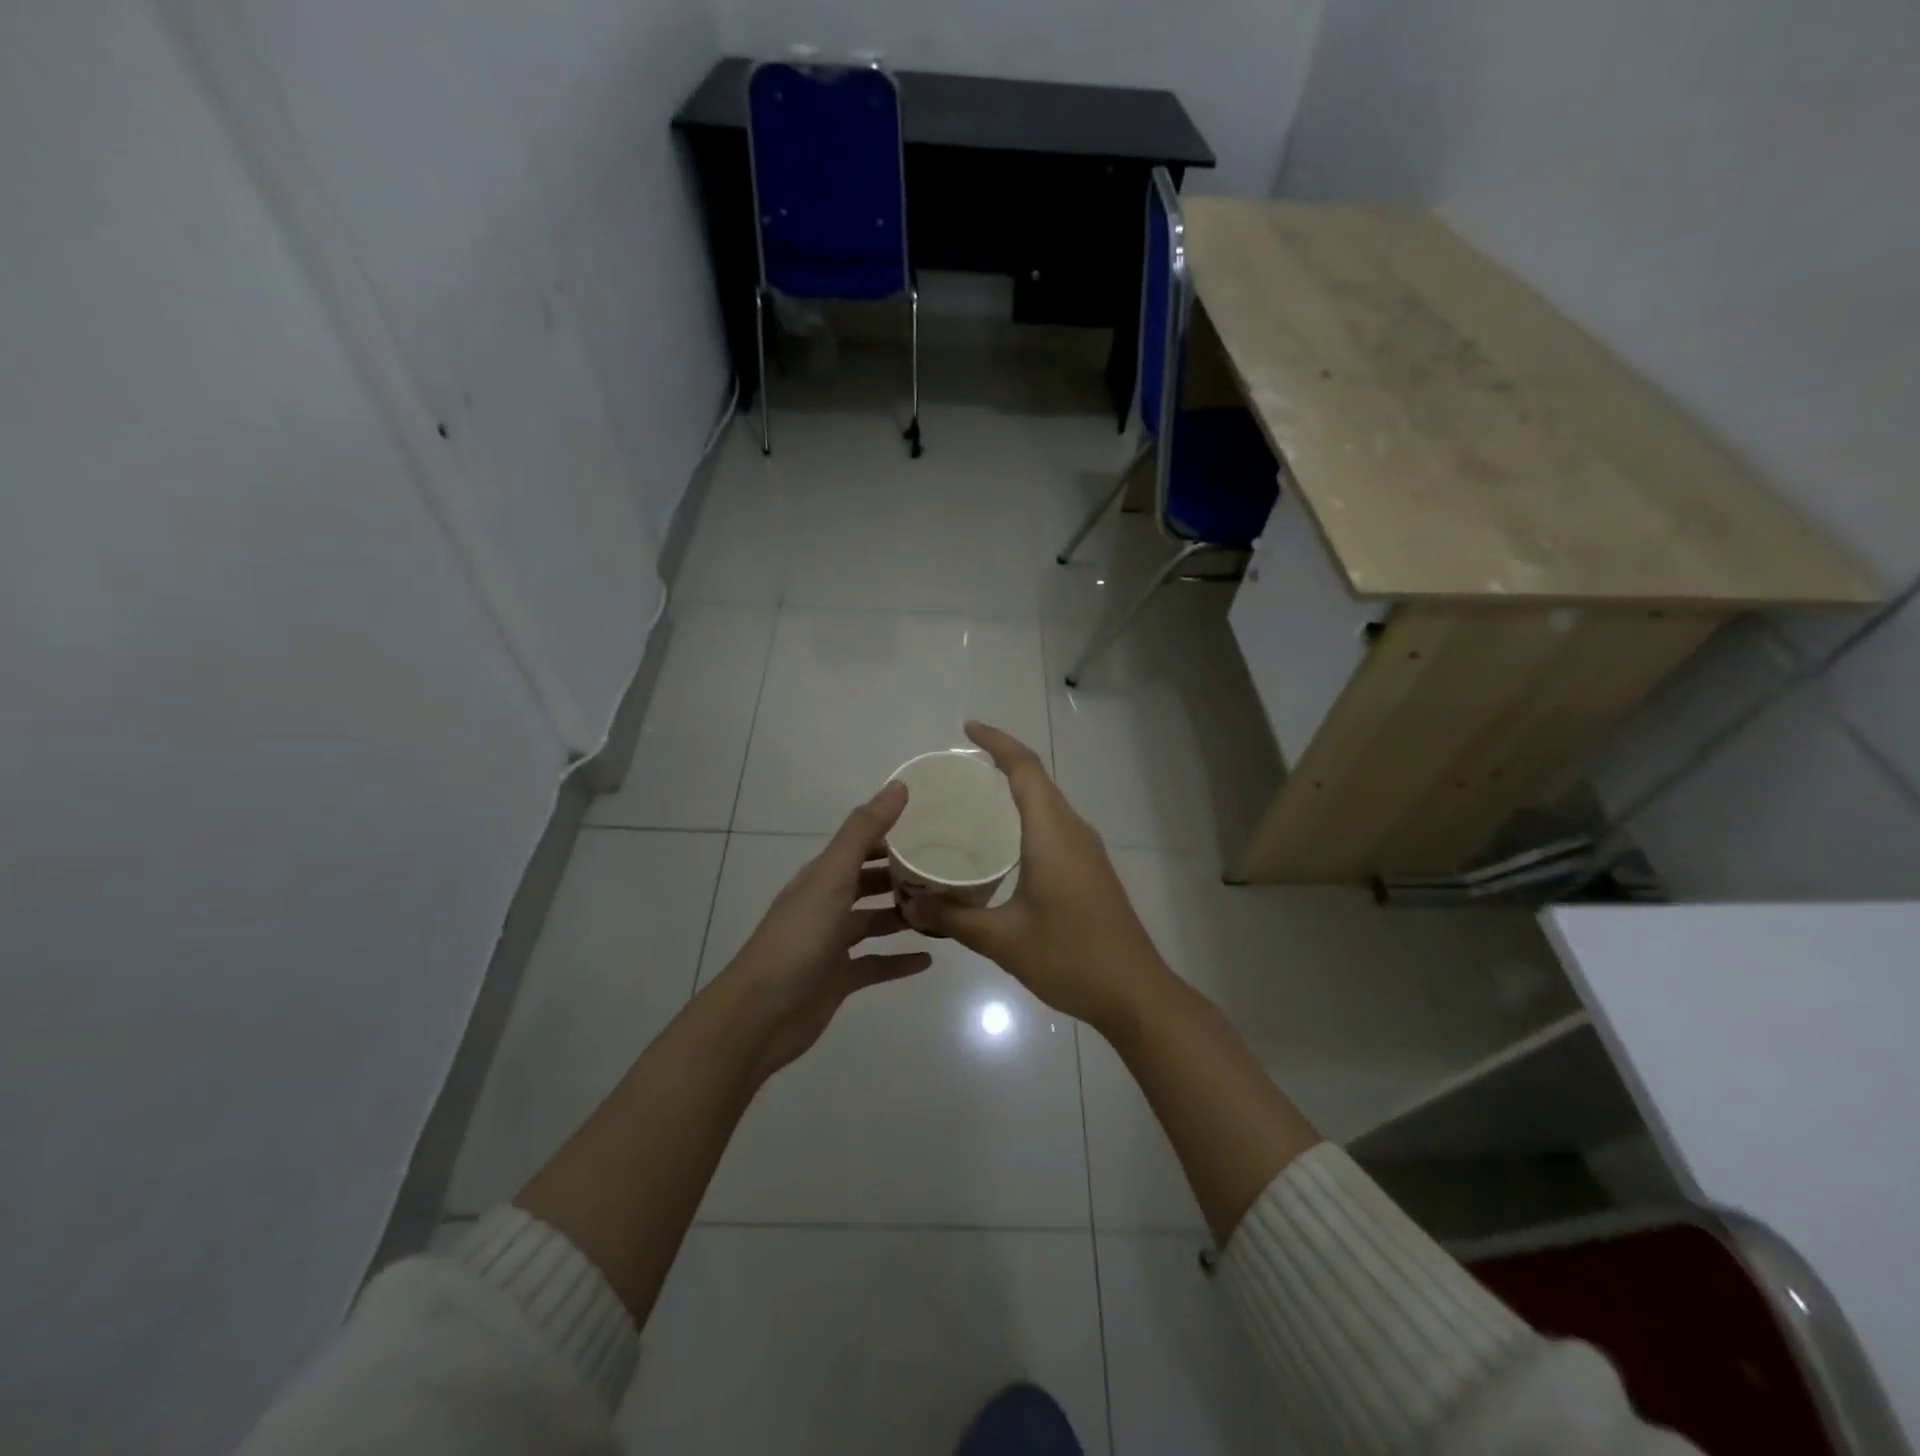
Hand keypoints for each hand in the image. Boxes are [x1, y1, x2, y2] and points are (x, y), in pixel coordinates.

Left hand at [715, 780, 932, 1082]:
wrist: (761, 1014)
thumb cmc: (798, 938)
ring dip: (905, 916)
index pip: (863, 846)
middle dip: (904, 875)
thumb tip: (899, 785)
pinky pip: (876, 964)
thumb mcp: (832, 877)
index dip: (894, 835)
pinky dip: (900, 961)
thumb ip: (863, 831)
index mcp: (823, 876)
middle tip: (948, 871)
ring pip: (875, 922)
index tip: (935, 828)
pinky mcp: (839, 978)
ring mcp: (832, 943)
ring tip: (946, 911)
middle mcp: (827, 904)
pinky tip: (929, 960)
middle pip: (870, 883)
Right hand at [903, 722, 1173, 1033]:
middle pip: (1037, 779)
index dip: (997, 742)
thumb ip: (954, 918)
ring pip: (1048, 802)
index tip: (966, 729)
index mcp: (1052, 834)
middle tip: (956, 771)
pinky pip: (1055, 825)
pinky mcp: (1091, 869)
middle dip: (1000, 762)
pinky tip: (1001, 843)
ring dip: (1015, 790)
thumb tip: (911, 906)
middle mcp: (1073, 830)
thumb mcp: (1003, 940)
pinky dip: (1027, 816)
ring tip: (972, 800)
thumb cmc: (1070, 957)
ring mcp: (1086, 850)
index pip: (1025, 769)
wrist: (1135, 992)